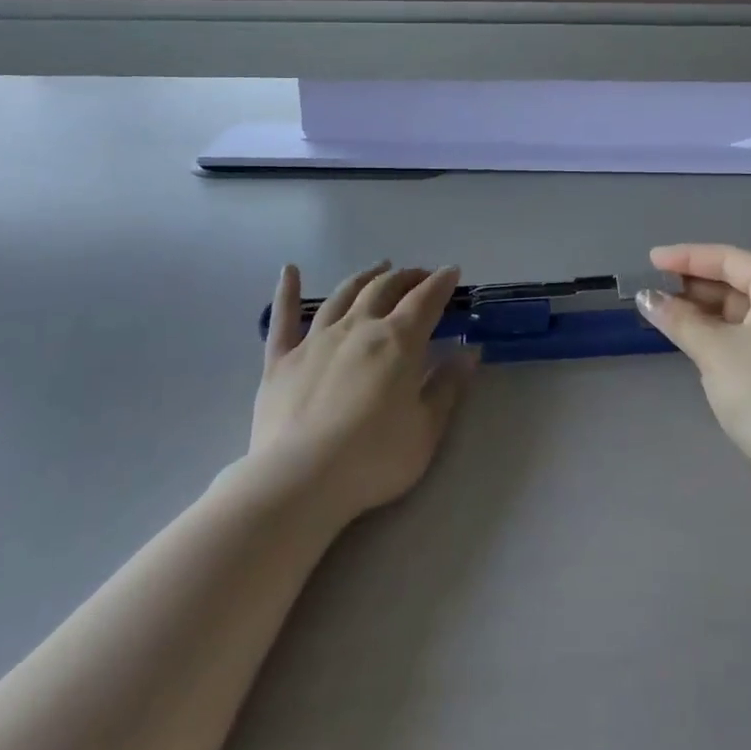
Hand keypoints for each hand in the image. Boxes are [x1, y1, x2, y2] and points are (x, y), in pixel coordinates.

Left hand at [252, 262, 475, 522]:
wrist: (300, 480)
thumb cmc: (373, 458)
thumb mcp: (427, 429)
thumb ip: (448, 386)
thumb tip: (469, 353)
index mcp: (398, 341)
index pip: (425, 300)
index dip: (441, 283)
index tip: (452, 272)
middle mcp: (358, 328)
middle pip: (384, 289)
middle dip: (407, 277)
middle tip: (420, 276)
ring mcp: (316, 339)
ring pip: (343, 295)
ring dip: (365, 277)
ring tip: (378, 269)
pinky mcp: (281, 359)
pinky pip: (284, 317)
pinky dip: (287, 291)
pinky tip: (289, 271)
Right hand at [636, 244, 750, 490]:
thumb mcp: (715, 351)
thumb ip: (679, 318)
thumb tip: (647, 297)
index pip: (732, 258)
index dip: (689, 256)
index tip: (652, 260)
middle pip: (742, 281)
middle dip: (697, 282)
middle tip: (657, 289)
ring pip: (747, 310)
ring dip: (708, 309)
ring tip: (668, 315)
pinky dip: (723, 332)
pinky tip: (696, 342)